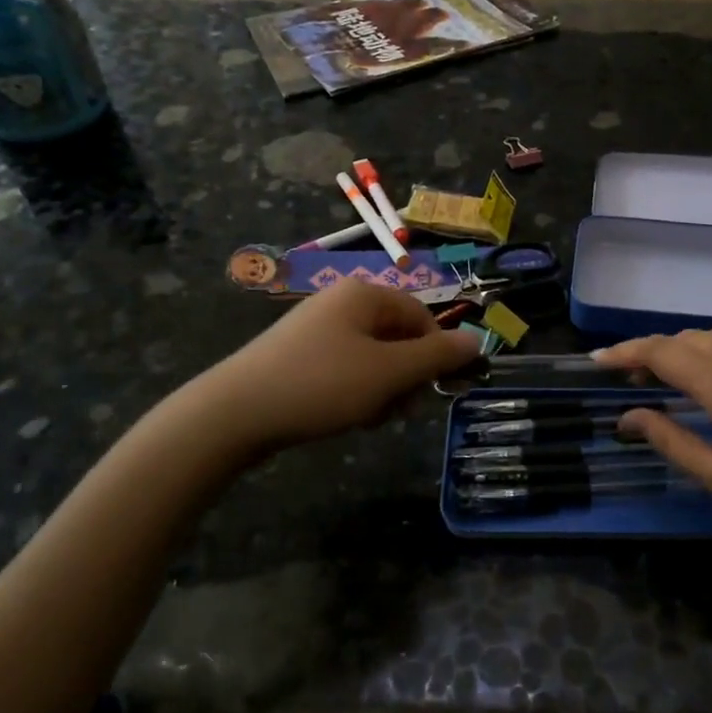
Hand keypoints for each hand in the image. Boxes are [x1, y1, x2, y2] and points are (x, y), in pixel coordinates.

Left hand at [203, 278, 479, 454]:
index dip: (436, 353)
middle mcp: (341, 302)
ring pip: (374, 358)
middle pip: (398, 337)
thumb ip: (436, 356)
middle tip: (395, 410)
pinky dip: (355, 391)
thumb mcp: (388, 373)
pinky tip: (344, 416)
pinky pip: (346, 368)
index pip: (422, 316)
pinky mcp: (299, 355)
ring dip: (382, 389)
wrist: (234, 413)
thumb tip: (477, 340)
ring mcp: (317, 328)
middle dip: (405, 376)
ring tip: (366, 417)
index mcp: (364, 295)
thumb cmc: (320, 385)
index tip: (435, 390)